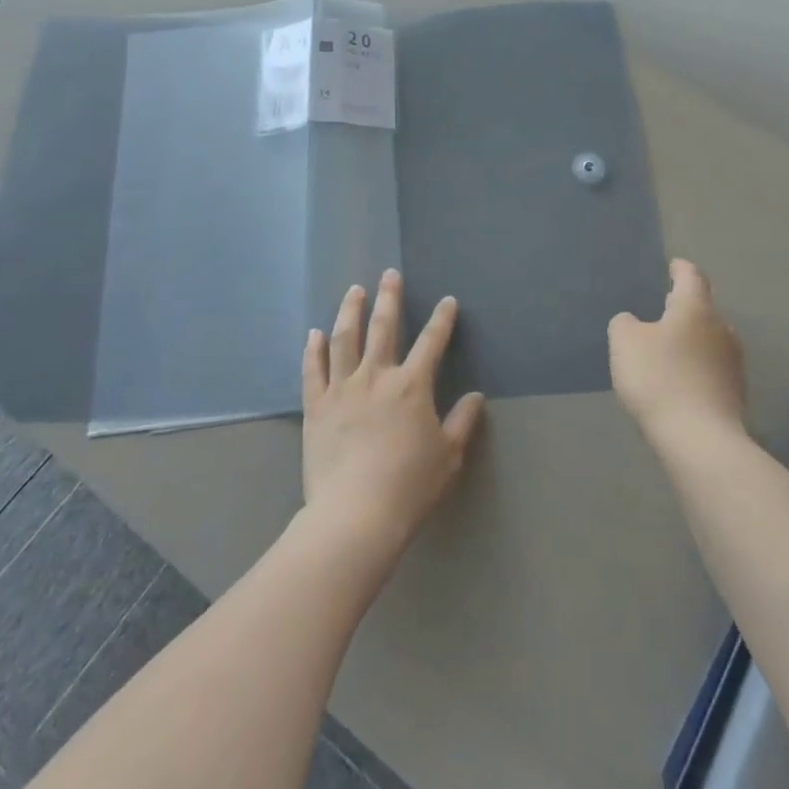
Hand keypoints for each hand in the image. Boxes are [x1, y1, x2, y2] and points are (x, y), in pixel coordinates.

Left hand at [301, 271, 484, 560]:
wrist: (355, 514)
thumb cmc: (409, 487)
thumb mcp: (448, 457)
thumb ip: (463, 422)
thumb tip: (475, 396)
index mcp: (412, 386)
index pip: (432, 342)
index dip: (442, 319)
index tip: (447, 301)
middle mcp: (376, 376)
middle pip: (383, 327)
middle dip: (389, 297)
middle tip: (389, 274)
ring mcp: (342, 388)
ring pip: (345, 339)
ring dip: (350, 311)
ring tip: (353, 291)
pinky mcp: (316, 406)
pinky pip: (313, 370)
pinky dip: (313, 349)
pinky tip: (314, 333)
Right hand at [609, 259, 746, 447]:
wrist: (700, 440)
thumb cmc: (660, 378)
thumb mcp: (624, 342)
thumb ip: (625, 324)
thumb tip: (634, 323)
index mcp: (696, 308)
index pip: (691, 277)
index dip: (680, 269)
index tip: (672, 266)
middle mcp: (721, 329)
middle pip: (704, 309)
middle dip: (684, 307)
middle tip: (663, 307)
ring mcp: (733, 363)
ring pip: (710, 340)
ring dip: (691, 339)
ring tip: (668, 347)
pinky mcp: (735, 394)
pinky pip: (711, 369)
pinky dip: (696, 367)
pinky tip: (679, 381)